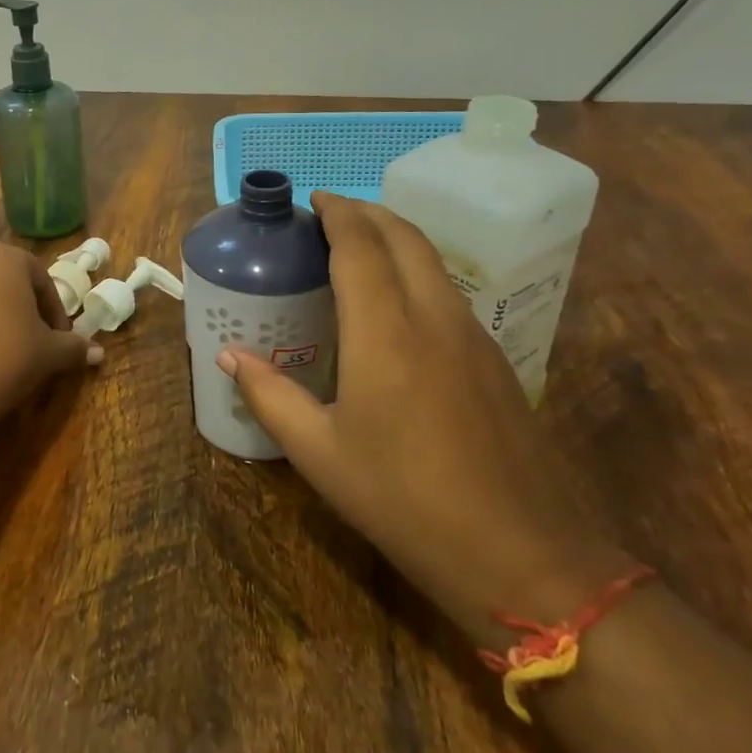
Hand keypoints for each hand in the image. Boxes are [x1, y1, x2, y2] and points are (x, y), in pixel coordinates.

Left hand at [0, 243, 99, 441]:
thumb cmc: (6, 356)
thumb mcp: (49, 353)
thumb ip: (74, 347)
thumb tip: (99, 353)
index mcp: (5, 257)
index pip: (42, 279)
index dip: (55, 311)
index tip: (61, 340)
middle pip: (7, 281)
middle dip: (24, 308)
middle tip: (35, 341)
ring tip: (3, 352)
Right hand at [219, 193, 625, 641]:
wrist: (520, 553)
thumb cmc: (402, 499)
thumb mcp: (319, 453)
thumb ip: (271, 395)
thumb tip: (231, 356)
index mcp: (385, 332)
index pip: (360, 247)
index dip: (336, 214)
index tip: (313, 199)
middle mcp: (434, 318)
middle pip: (405, 238)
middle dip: (368, 213)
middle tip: (331, 213)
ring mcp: (474, 337)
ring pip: (434, 262)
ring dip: (396, 239)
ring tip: (360, 248)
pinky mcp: (497, 361)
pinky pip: (450, 293)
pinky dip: (418, 272)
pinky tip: (398, 305)